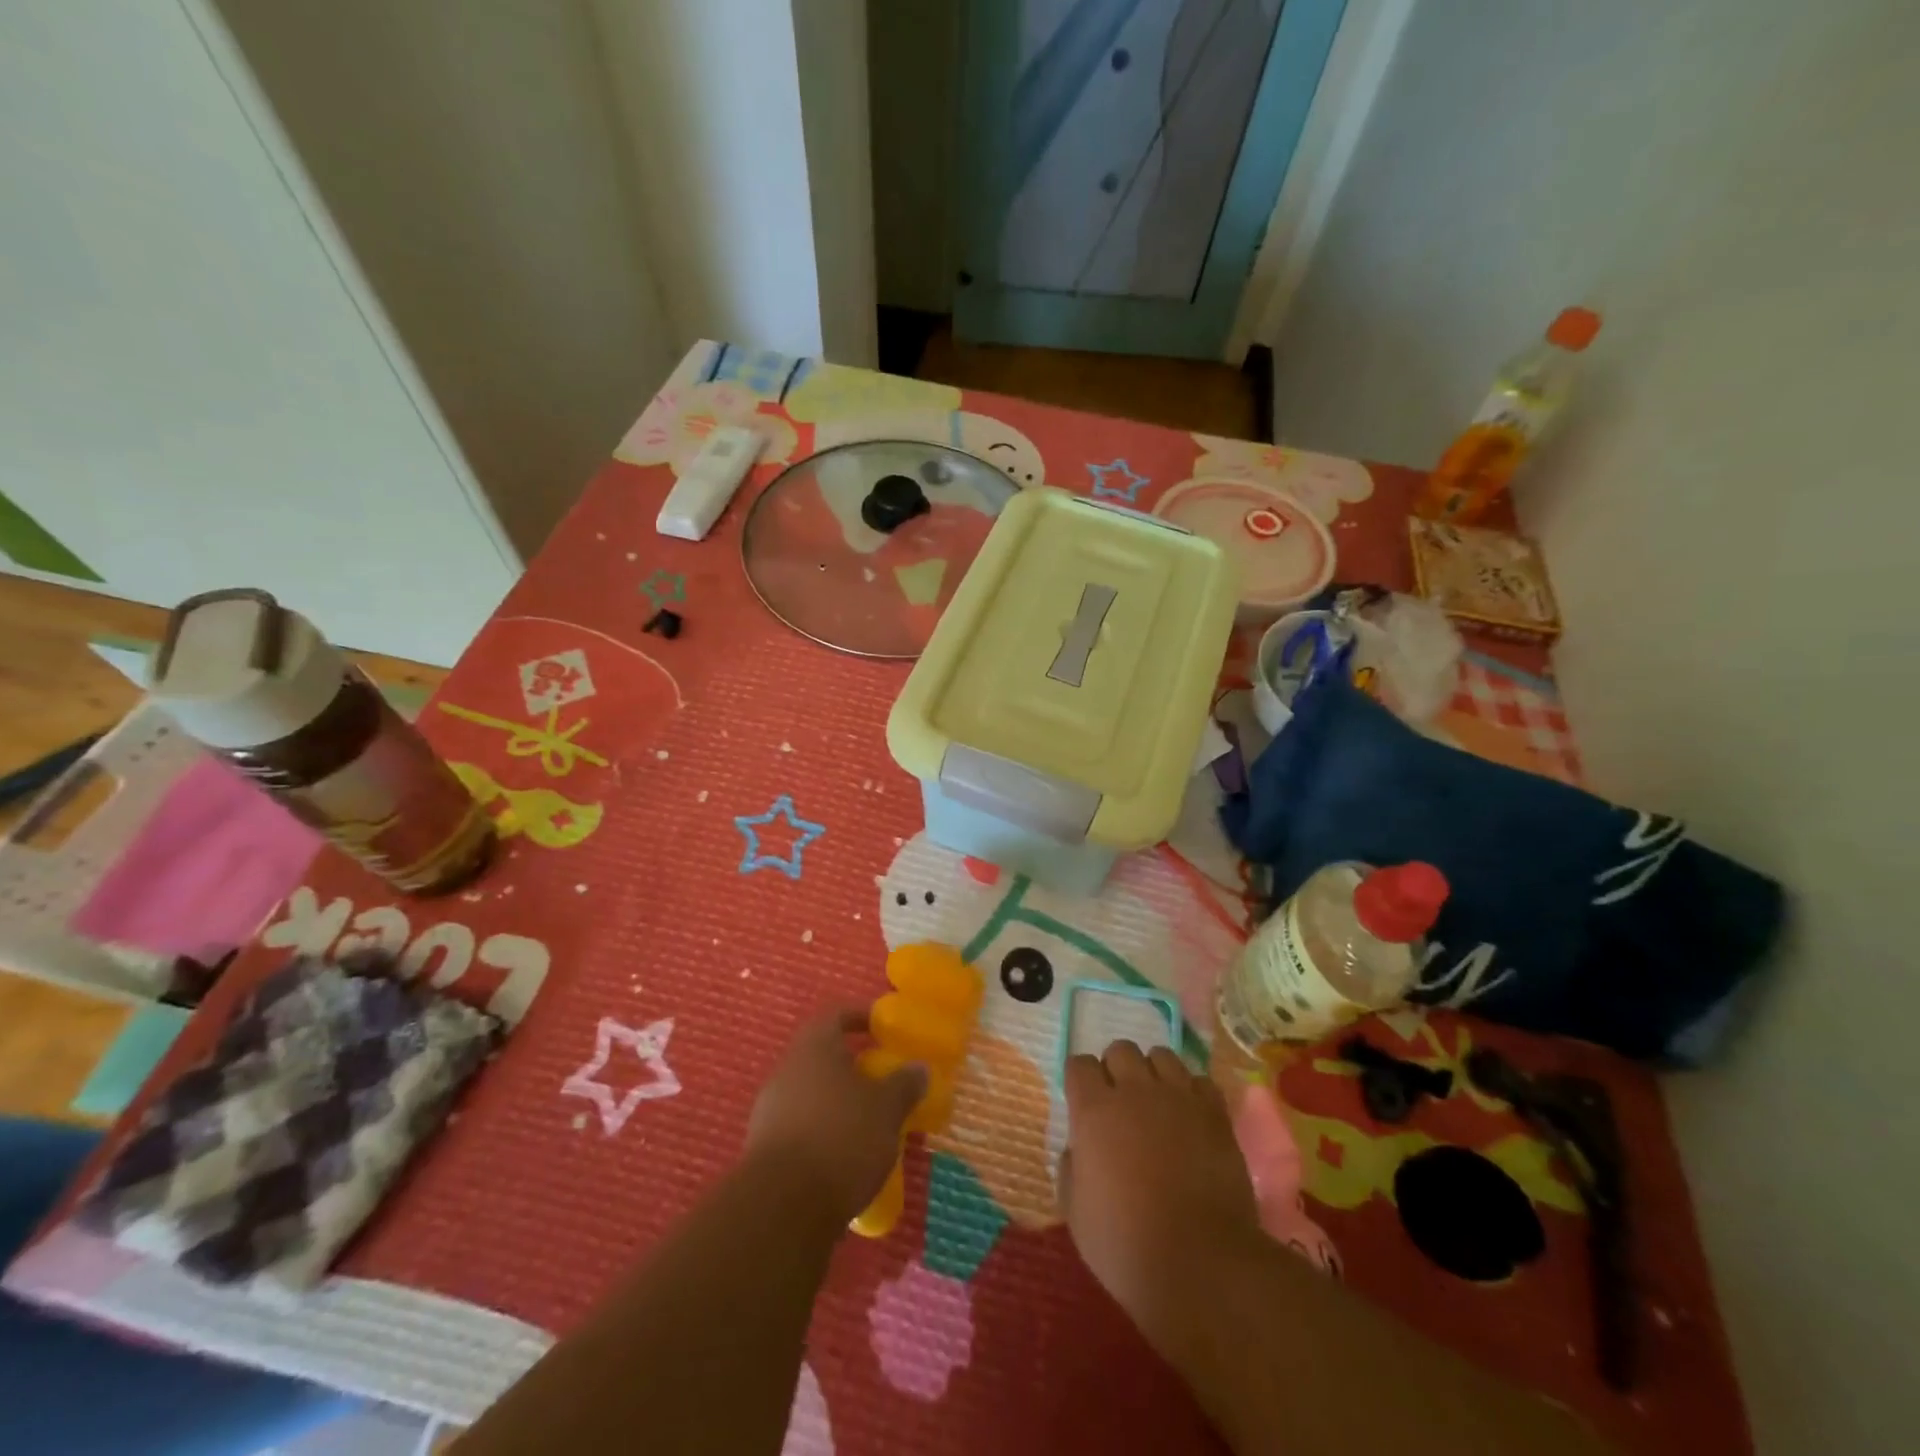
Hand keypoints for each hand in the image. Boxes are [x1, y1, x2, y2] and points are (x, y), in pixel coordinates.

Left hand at [745, 1008, 927, 1226]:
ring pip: (812, 1095)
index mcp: (814, 1047)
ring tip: (870, 1126)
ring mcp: (770, 1110)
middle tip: (884, 1083)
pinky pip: (801, 1129)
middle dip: (853, 1068)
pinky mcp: (764, 1150)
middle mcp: (787, 1070)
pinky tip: (846, 1159)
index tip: (882, 1029)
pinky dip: (824, 1135)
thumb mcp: (887, 1109)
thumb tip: (918, 1067)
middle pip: (822, 1057)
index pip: (836, 1015)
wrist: (782, 1208)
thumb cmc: (841, 1138)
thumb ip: (904, 1084)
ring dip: (838, 1104)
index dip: (860, 1018)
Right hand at [1059, 1043, 1262, 1355]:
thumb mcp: (1076, 1213)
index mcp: (1094, 1110)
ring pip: (1161, 1055)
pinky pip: (1200, 1080)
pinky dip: (1192, 1092)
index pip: (1079, 1064)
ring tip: (1157, 1103)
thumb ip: (1072, 1167)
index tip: (1082, 1102)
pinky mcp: (1215, 1113)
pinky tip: (1190, 1117)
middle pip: (1120, 1049)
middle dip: (1116, 1069)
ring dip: (1154, 1073)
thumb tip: (1079, 1146)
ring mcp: (1179, 1097)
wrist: (1202, 1263)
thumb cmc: (1127, 1245)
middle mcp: (1134, 1090)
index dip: (1079, 1080)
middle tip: (1120, 1103)